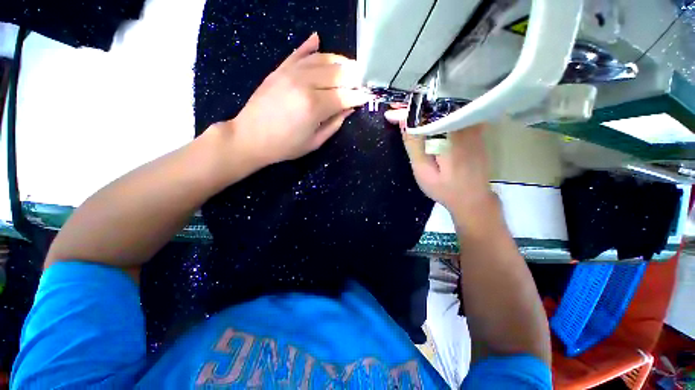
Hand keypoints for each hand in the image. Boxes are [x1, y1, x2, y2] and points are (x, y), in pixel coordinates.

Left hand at [229, 33, 371, 165]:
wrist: (250, 137)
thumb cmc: (285, 146)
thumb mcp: (315, 142)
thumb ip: (335, 123)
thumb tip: (350, 108)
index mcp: (314, 106)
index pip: (345, 95)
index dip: (359, 96)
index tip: (368, 96)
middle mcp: (305, 83)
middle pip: (338, 73)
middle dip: (355, 76)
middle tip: (363, 80)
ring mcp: (291, 72)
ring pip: (323, 59)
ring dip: (340, 61)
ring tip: (350, 66)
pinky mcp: (280, 69)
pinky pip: (299, 52)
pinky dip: (310, 46)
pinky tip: (318, 40)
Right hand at [385, 108, 495, 221]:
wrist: (473, 199)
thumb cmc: (445, 189)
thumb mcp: (424, 171)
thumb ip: (414, 146)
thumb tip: (403, 122)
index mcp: (451, 136)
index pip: (426, 115)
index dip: (406, 112)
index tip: (390, 113)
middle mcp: (465, 126)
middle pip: (436, 107)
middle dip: (414, 107)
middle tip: (395, 110)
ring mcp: (473, 127)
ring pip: (444, 109)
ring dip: (424, 109)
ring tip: (405, 112)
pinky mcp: (475, 131)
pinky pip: (452, 115)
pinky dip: (436, 115)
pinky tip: (424, 119)